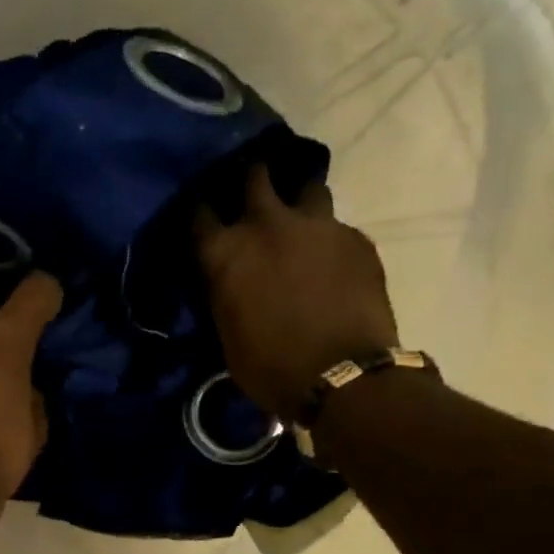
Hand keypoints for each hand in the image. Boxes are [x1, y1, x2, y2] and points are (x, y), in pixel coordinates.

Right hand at [195, 165, 399, 422]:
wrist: (341, 377)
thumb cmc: (270, 368)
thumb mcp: (227, 334)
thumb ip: (224, 293)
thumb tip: (227, 281)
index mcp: (226, 252)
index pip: (198, 212)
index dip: (199, 212)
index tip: (202, 216)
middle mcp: (267, 224)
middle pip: (255, 176)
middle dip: (251, 180)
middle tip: (253, 192)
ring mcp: (316, 225)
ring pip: (306, 188)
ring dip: (298, 200)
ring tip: (299, 218)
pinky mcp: (355, 238)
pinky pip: (337, 225)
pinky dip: (328, 237)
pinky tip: (331, 258)